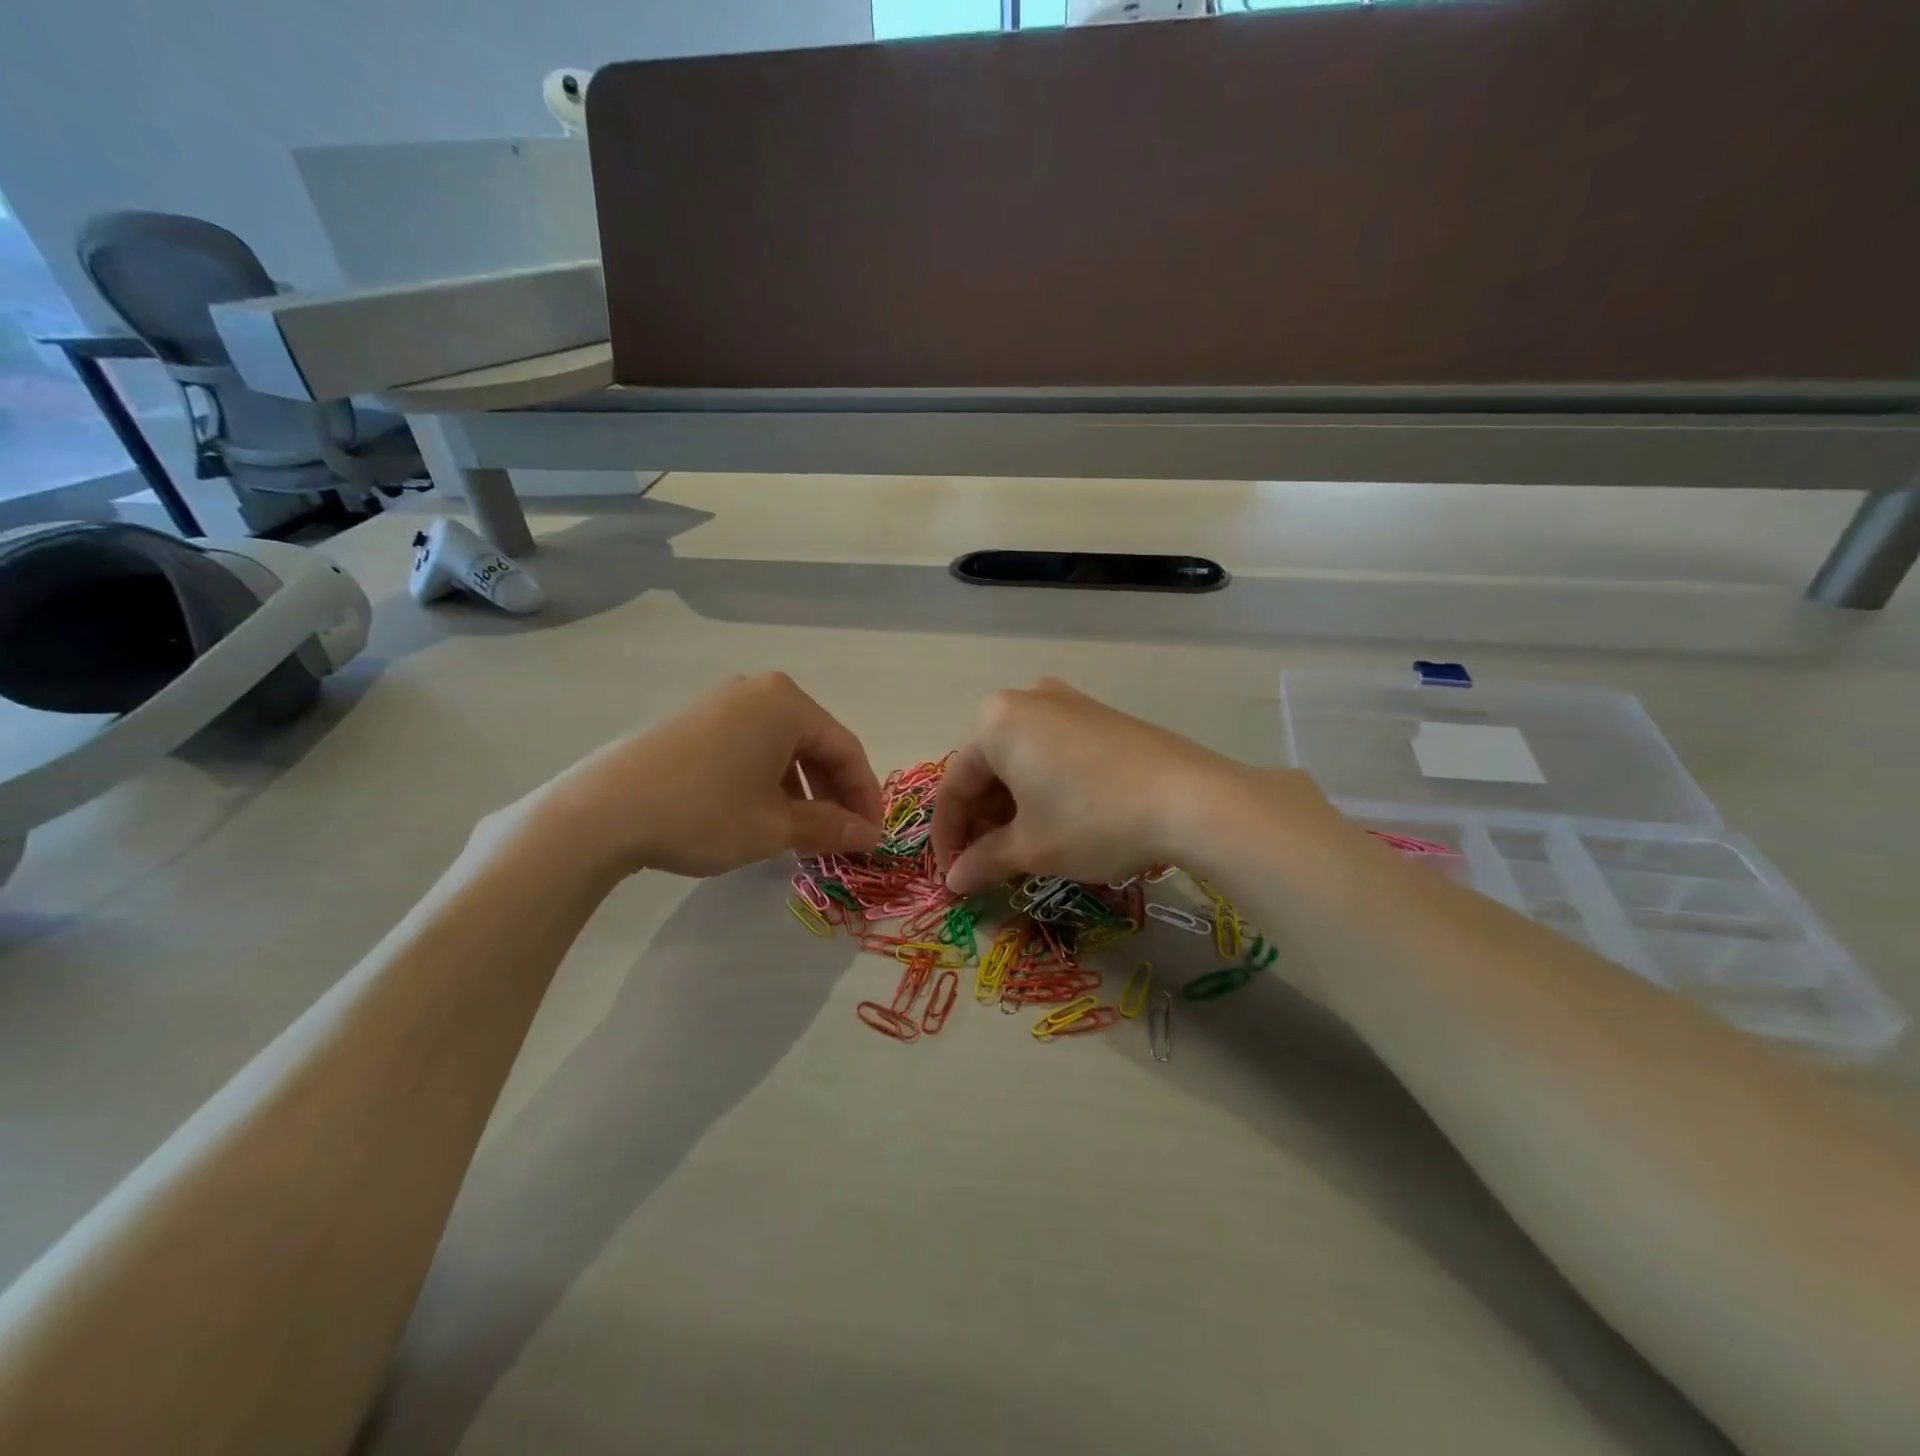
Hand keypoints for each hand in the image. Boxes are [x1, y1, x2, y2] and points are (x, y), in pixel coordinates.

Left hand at [512, 673, 884, 878]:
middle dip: (834, 793)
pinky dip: (770, 780)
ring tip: (804, 833)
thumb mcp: (774, 827)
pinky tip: (764, 814)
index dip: (865, 796)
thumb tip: (868, 835)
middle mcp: (760, 691)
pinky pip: (752, 746)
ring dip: (802, 789)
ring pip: (783, 747)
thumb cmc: (703, 813)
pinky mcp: (696, 720)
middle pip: (816, 744)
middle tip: (842, 837)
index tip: (872, 836)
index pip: (847, 750)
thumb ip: (829, 827)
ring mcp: (723, 702)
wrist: (602, 812)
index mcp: (788, 704)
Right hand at [932, 679, 1244, 894]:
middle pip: (986, 768)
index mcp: (994, 722)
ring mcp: (1067, 702)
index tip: (952, 876)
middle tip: (986, 864)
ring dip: (1011, 806)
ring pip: (1020, 759)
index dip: (948, 837)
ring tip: (1020, 847)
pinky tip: (1056, 819)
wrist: (1191, 799)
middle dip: (981, 820)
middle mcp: (1025, 700)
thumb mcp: (1032, 847)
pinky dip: (1042, 787)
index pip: (954, 785)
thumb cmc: (1093, 820)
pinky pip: (1052, 751)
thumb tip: (954, 880)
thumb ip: (983, 861)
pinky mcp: (1101, 715)